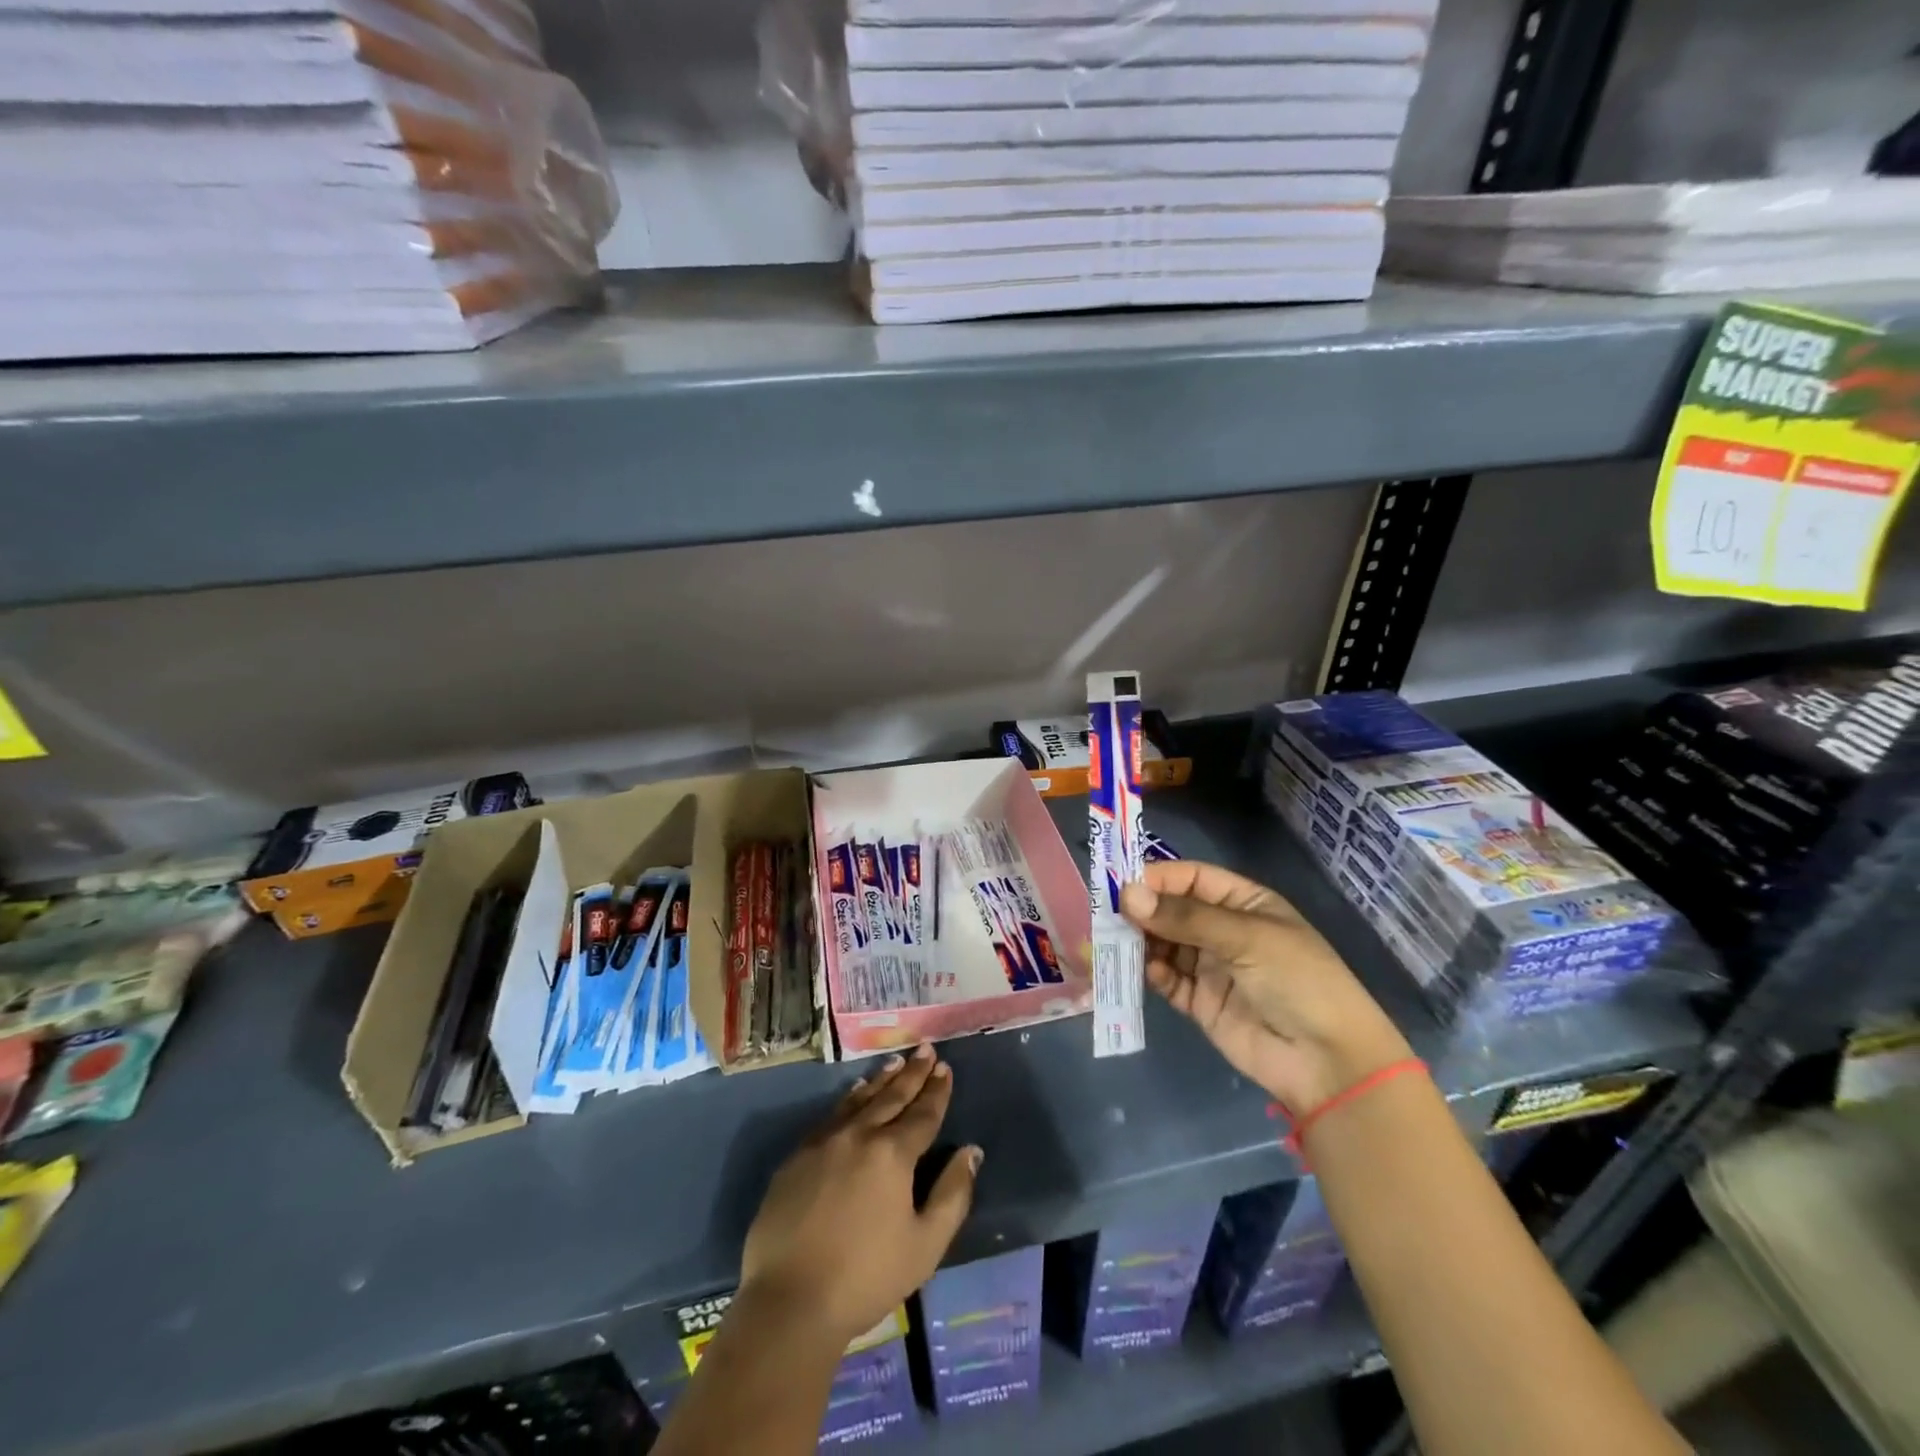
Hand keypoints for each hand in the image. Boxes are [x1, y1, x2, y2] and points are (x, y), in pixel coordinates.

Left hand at [740, 1044, 979, 1347]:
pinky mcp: (796, 1158)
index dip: (937, 1091)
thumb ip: (953, 1195)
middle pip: (892, 1097)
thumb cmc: (866, 1277)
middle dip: (912, 1073)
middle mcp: (859, 1135)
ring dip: (881, 1080)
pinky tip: (854, 1095)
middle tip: (925, 1050)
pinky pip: (831, 1116)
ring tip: (896, 1063)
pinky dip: (849, 1100)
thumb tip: (971, 1152)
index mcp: (892, 1154)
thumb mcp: (925, 1245)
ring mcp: (823, 1142)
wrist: (788, 1301)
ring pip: (859, 1100)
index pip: (922, 1113)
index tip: (945, 1068)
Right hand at [1120, 860, 1411, 1116]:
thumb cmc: (1297, 980)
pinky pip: (1167, 979)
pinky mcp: (1200, 1002)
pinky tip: (1144, 970)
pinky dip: (1151, 972)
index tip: (1120, 883)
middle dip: (1142, 910)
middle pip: (1172, 910)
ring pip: (1164, 943)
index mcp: (1244, 903)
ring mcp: (1211, 967)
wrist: (1327, 1062)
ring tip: (1113, 941)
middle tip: (1107, 914)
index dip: (1157, 877)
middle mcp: (1224, 930)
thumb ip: (1185, 917)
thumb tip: (1126, 895)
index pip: (1191, 878)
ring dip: (1140, 941)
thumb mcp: (1246, 938)